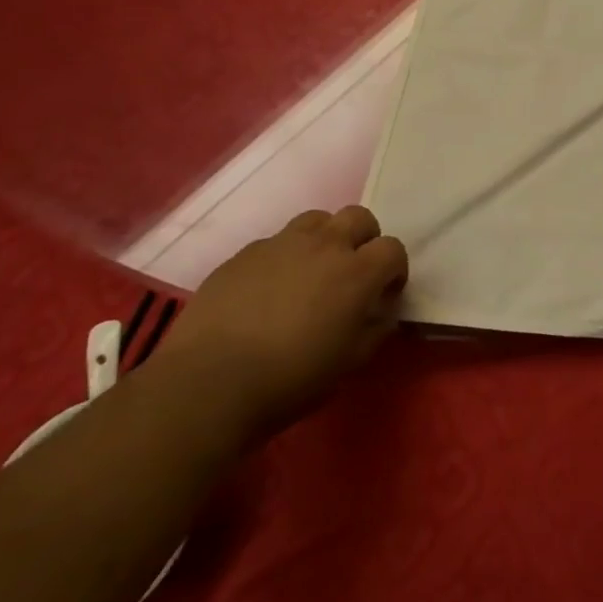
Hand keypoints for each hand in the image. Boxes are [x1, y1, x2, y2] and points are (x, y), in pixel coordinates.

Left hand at [153, 206, 407, 441]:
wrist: (208, 383)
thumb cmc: (290, 379)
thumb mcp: (349, 363)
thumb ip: (376, 328)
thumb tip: (382, 310)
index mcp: (357, 272)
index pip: (393, 249)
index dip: (394, 270)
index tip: (384, 295)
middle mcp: (325, 245)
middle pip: (359, 218)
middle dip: (364, 240)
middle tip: (352, 274)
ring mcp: (281, 244)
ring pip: (317, 220)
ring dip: (325, 239)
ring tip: (312, 272)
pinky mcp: (244, 253)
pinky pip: (276, 242)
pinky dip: (284, 257)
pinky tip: (268, 291)